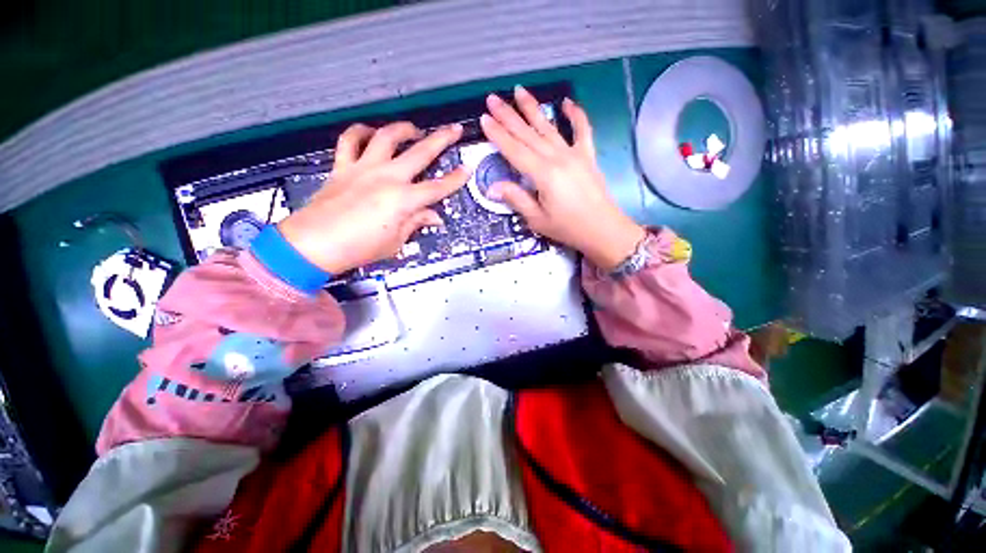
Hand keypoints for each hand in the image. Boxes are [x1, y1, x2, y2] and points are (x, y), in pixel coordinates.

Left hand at [278, 122, 467, 273]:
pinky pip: (350, 141)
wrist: (315, 243)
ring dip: (403, 129)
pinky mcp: (343, 166)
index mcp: (403, 199)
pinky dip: (360, 132)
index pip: (437, 187)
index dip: (455, 179)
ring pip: (386, 137)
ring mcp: (364, 168)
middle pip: (420, 152)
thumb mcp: (396, 241)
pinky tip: (370, 132)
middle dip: (442, 139)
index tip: (467, 169)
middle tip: (454, 129)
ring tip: (414, 129)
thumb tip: (434, 217)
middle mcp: (387, 177)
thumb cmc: (360, 247)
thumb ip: (416, 223)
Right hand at [480, 86, 644, 270]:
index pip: (515, 150)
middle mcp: (557, 158)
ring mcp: (574, 154)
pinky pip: (583, 130)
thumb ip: (516, 199)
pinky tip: (567, 102)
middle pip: (528, 134)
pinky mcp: (587, 156)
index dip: (498, 135)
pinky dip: (576, 115)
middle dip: (508, 116)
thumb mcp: (537, 219)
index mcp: (543, 174)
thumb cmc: (568, 228)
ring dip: (533, 108)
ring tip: (519, 90)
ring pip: (549, 127)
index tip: (484, 119)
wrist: (602, 229)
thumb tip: (492, 187)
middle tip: (492, 99)